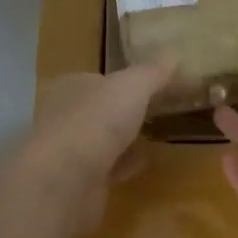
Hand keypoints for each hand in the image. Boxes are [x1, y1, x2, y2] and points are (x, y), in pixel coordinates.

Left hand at [17, 59, 174, 234]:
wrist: (66, 180)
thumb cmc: (96, 120)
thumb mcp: (133, 86)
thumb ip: (152, 72)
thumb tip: (173, 53)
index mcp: (71, 87)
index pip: (96, 79)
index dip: (120, 81)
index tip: (147, 86)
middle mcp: (64, 117)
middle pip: (98, 111)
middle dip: (121, 112)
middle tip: (153, 112)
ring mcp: (69, 153)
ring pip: (101, 141)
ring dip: (122, 141)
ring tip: (152, 138)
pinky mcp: (77, 184)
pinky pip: (106, 170)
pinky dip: (123, 166)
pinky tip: (143, 165)